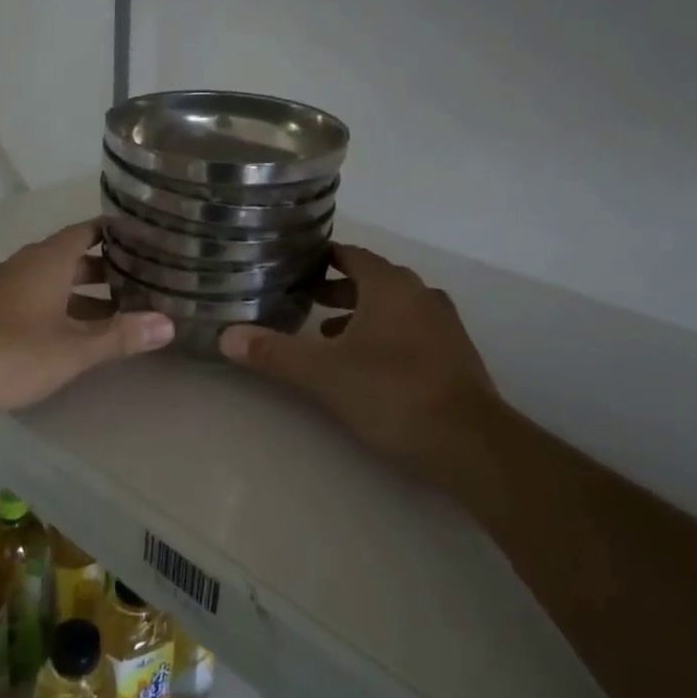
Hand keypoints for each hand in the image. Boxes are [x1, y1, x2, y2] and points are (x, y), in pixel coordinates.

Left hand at [0, 219, 173, 416]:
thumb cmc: (10, 353)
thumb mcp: (73, 349)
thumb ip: (120, 336)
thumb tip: (169, 324)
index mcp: (49, 260)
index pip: (89, 230)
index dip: (117, 232)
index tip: (148, 238)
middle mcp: (28, 264)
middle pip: (74, 256)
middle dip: (108, 267)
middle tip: (145, 278)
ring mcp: (7, 287)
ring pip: (55, 280)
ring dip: (86, 291)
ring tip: (122, 309)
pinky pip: (38, 296)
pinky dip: (63, 306)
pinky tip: (77, 331)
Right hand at [219, 244, 501, 491]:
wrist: (470, 443)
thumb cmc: (392, 393)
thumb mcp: (324, 374)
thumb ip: (275, 353)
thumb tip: (226, 336)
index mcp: (391, 286)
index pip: (351, 255)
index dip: (322, 257)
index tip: (294, 265)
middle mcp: (420, 295)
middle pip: (372, 281)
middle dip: (337, 289)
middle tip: (303, 299)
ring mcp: (443, 325)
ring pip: (393, 308)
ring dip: (360, 315)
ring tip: (326, 335)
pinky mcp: (454, 355)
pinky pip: (410, 331)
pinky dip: (384, 336)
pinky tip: (365, 365)